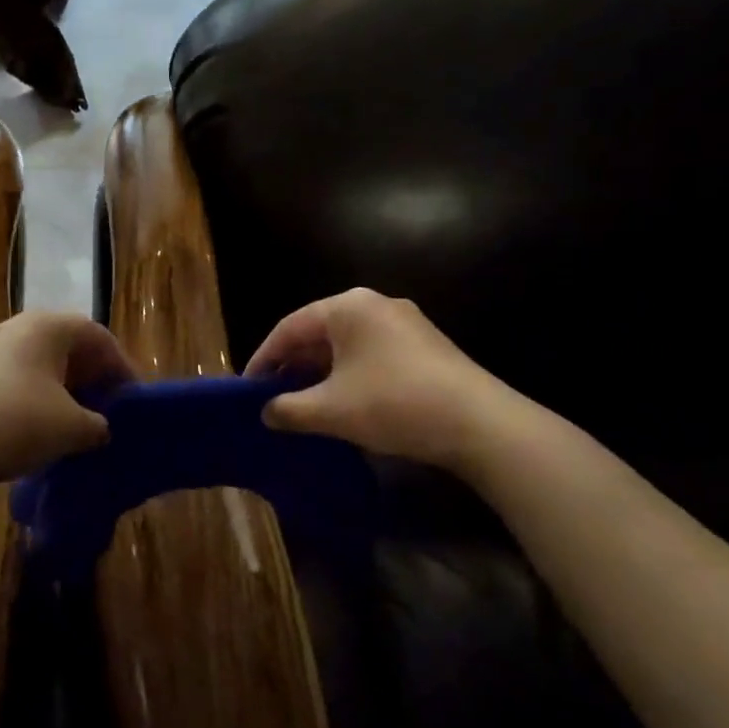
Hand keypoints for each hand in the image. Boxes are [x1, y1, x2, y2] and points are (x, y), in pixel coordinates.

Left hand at [0, 310, 135, 491]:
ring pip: (43, 364)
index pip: (98, 336)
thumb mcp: (72, 428)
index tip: (133, 399)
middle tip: (110, 410)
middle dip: (94, 378)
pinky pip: (21, 379)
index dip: (121, 367)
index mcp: (48, 326)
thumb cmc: (16, 423)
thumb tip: (100, 428)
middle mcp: (20, 328)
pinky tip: (45, 430)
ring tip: (81, 424)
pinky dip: (40, 399)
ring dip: (67, 390)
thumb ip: (98, 425)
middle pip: (70, 346)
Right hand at [245, 287, 525, 471]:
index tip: (248, 387)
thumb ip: (289, 409)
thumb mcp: (331, 411)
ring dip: (321, 371)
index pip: (289, 328)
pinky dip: (350, 373)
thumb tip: (266, 413)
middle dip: (293, 365)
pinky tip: (345, 401)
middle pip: (318, 331)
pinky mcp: (425, 344)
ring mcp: (404, 322)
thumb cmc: (393, 404)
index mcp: (347, 307)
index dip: (264, 358)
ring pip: (346, 343)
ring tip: (304, 401)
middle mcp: (374, 303)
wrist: (480, 424)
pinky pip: (372, 352)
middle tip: (273, 395)